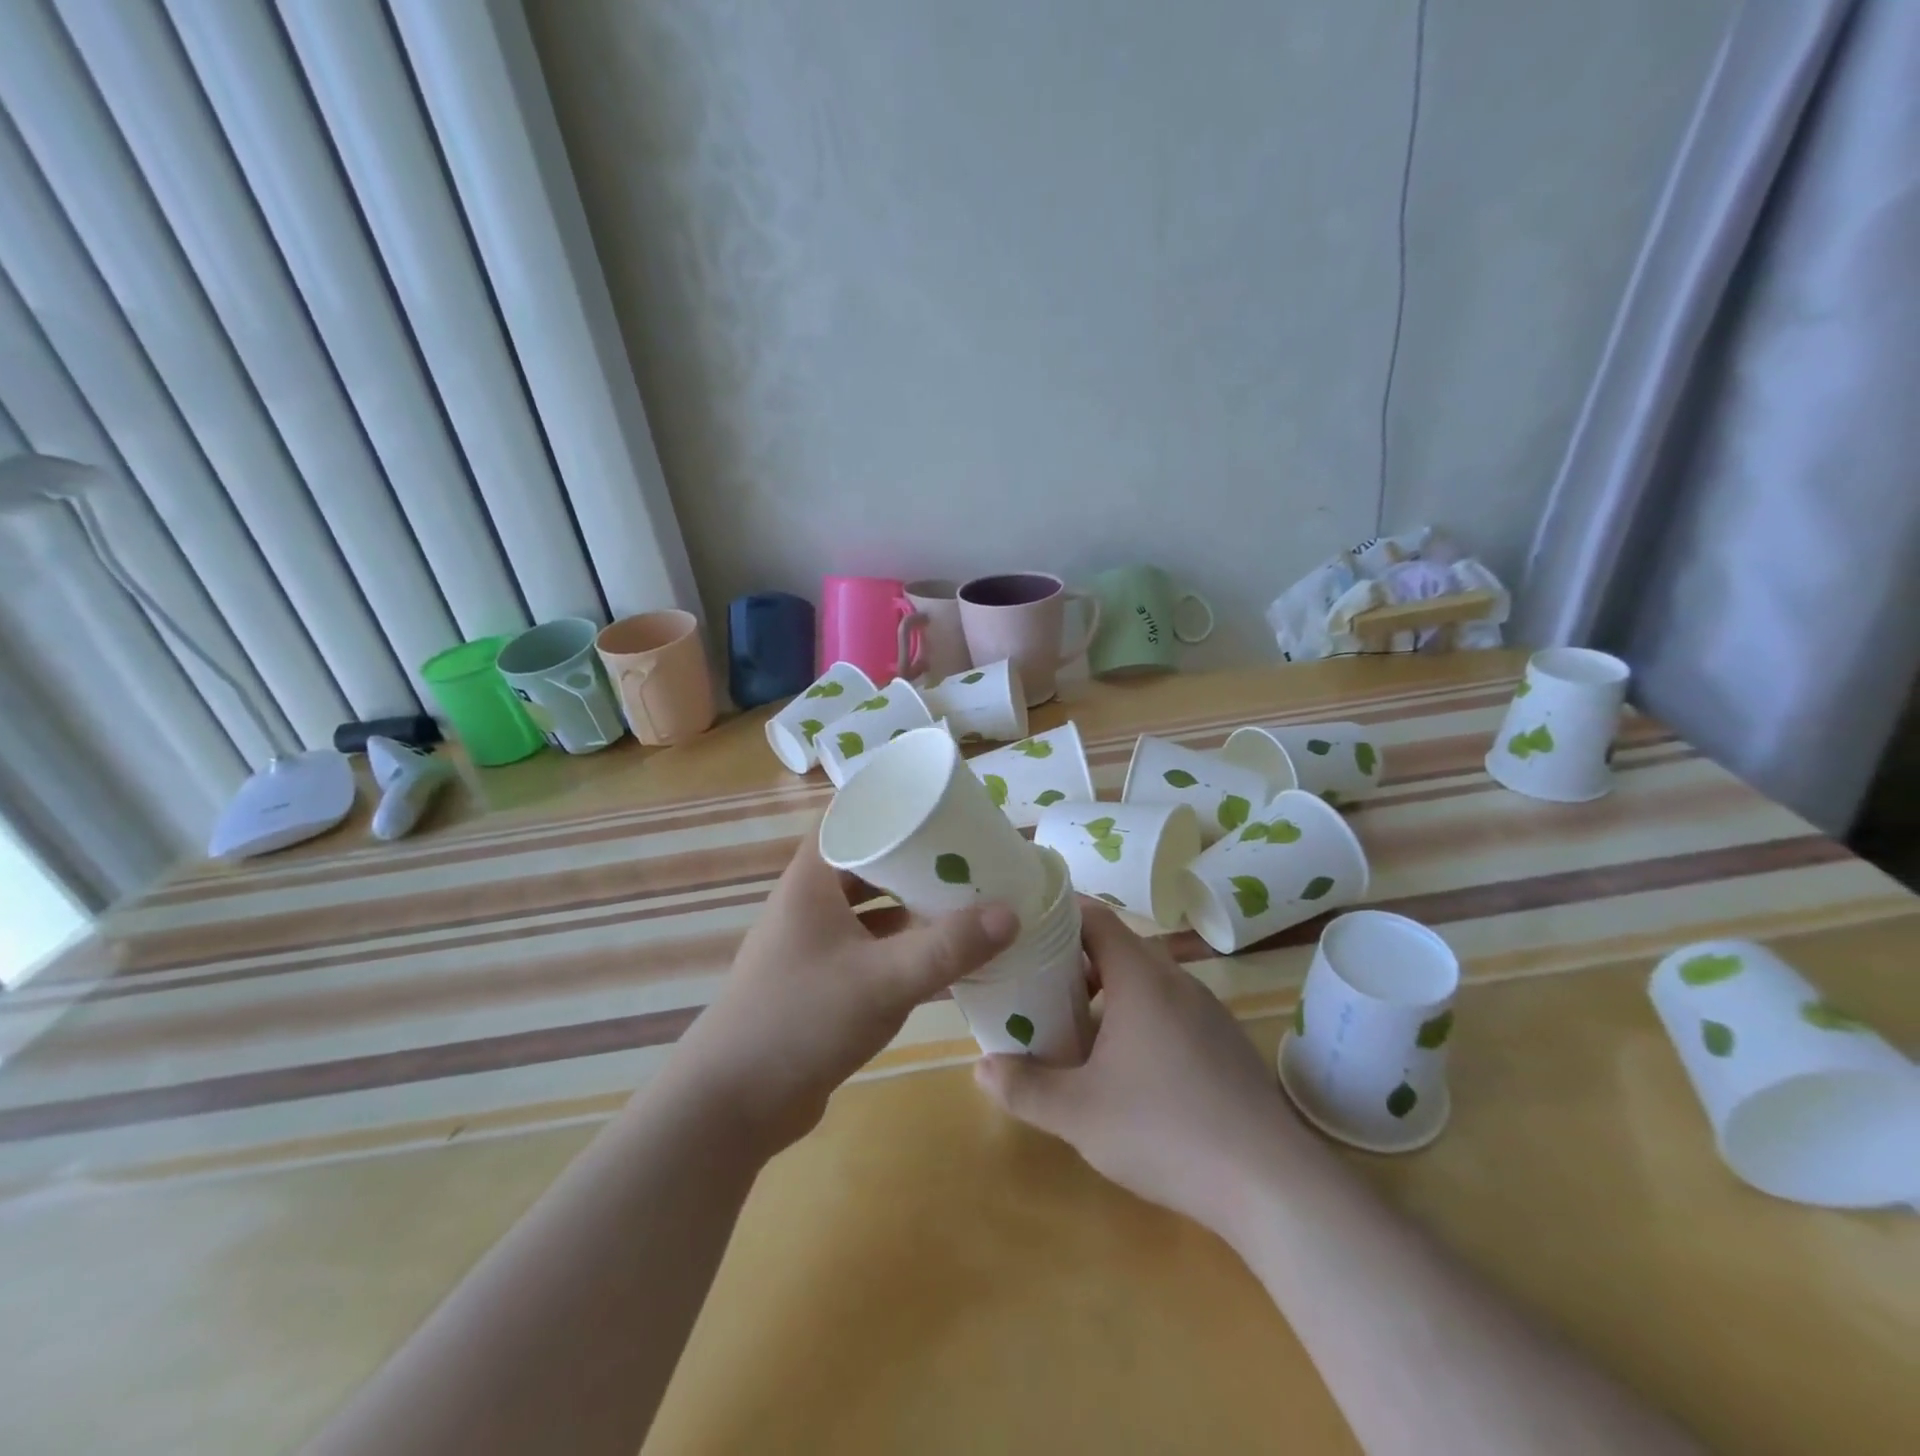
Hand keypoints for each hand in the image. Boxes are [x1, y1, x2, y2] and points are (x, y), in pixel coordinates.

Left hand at [667, 828, 1018, 1157]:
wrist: (732, 1106)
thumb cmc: (802, 1020)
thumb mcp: (883, 980)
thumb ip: (948, 947)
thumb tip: (1011, 912)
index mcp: (812, 880)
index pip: (851, 818)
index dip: (893, 806)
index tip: (943, 806)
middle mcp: (810, 904)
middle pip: (869, 864)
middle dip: (916, 861)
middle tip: (970, 856)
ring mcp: (813, 945)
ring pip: (871, 910)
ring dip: (912, 907)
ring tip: (966, 901)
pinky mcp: (821, 983)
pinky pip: (870, 949)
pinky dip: (902, 946)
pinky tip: (942, 957)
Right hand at [974, 900, 1310, 1240]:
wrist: (1272, 1184)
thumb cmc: (1165, 1131)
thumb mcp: (1079, 1114)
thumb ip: (1025, 1088)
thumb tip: (980, 1067)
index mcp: (1142, 979)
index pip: (1096, 918)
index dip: (1059, 913)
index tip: (1026, 924)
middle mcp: (1177, 982)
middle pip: (1120, 949)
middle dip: (1076, 960)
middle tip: (1037, 982)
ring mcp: (1209, 1013)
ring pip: (1148, 983)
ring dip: (1109, 993)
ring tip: (1076, 1026)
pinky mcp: (1226, 1045)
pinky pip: (1172, 1011)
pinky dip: (1141, 1018)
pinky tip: (1129, 1068)